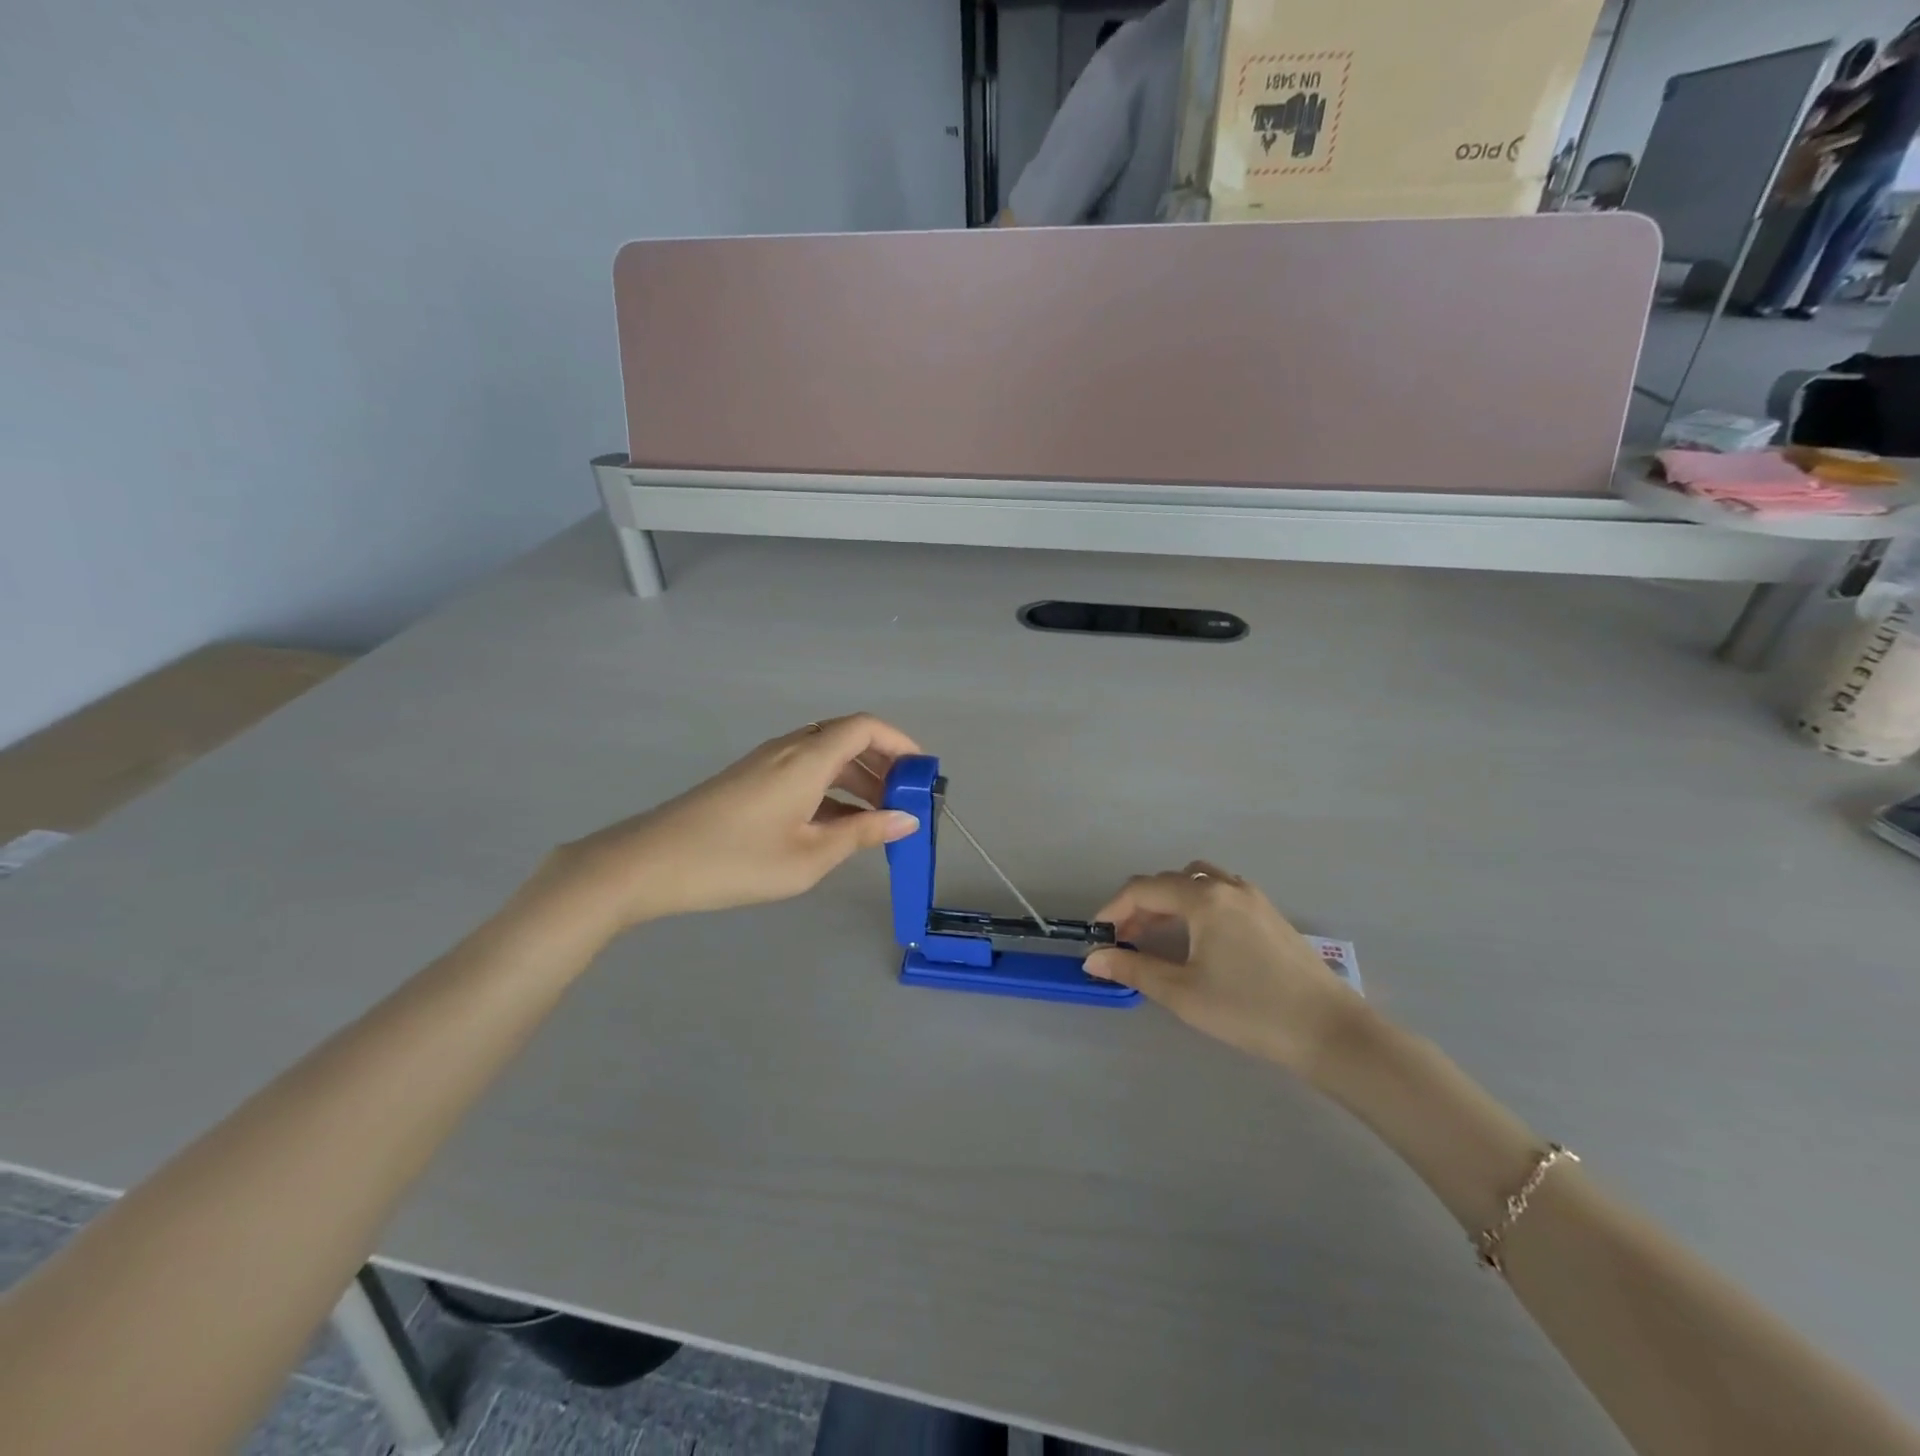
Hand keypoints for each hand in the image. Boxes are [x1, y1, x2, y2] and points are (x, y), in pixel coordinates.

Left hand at [542, 714, 921, 931]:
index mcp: (807, 759)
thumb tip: (906, 819)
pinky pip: (804, 771)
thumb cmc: (735, 860)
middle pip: (847, 738)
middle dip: (883, 764)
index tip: (922, 775)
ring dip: (857, 780)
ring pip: (825, 756)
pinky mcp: (750, 780)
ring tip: (878, 820)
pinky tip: (837, 825)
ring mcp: (766, 763)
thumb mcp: (809, 856)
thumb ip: (862, 834)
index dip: (900, 743)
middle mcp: (789, 749)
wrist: (649, 863)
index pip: (866, 728)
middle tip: (904, 803)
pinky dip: (831, 789)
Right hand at [1084, 861, 1367, 1075]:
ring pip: (1197, 882)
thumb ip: (1133, 969)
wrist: (1329, 1032)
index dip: (1113, 909)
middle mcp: (1227, 887)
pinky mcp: (1270, 915)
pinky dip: (1196, 904)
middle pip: (1169, 882)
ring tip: (1157, 936)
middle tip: (1123, 942)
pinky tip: (1197, 939)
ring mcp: (1253, 898)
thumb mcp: (1182, 992)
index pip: (1143, 889)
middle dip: (1139, 907)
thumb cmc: (1249, 1010)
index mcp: (1204, 898)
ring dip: (1169, 901)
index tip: (1097, 937)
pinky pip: (1220, 893)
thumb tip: (1092, 959)